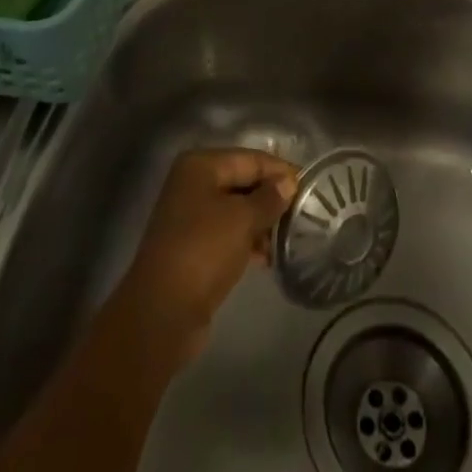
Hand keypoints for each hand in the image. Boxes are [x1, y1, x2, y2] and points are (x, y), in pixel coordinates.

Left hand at [111, 148, 297, 368]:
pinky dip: (247, 240)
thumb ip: (268, 198)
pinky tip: (268, 257)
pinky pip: (228, 233)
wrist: (163, 313)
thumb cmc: (203, 251)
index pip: (249, 158)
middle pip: (242, 181)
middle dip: (271, 197)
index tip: (309, 186)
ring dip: (261, 222)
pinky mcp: (193, 246)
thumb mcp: (242, 220)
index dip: (279, 170)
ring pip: (236, 209)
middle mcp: (193, 184)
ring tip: (289, 238)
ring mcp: (191, 216)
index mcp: (200, 166)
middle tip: (303, 213)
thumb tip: (288, 183)